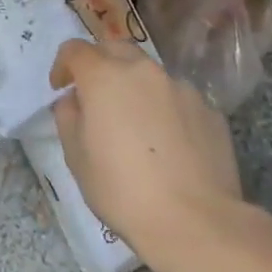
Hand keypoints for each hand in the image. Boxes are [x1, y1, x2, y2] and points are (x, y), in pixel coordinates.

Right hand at [49, 38, 245, 261]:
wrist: (196, 223)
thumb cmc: (121, 189)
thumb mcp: (76, 156)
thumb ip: (69, 117)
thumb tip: (77, 101)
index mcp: (104, 77)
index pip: (75, 49)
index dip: (62, 65)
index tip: (60, 88)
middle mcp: (144, 71)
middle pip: (115, 49)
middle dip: (100, 64)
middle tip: (95, 96)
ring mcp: (182, 89)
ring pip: (149, 74)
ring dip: (135, 87)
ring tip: (136, 124)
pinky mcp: (211, 111)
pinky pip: (177, 98)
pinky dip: (165, 109)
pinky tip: (167, 144)